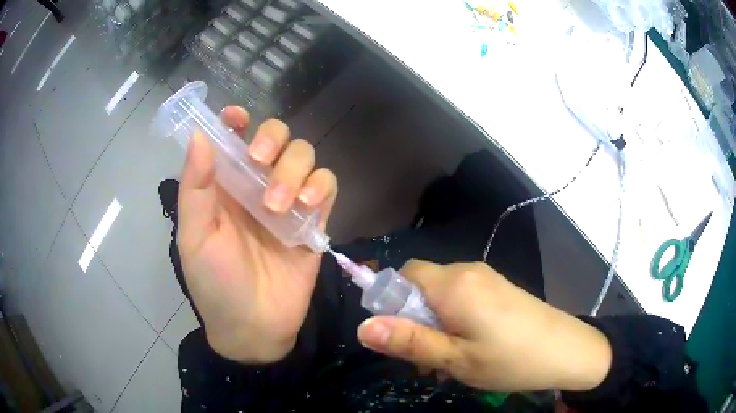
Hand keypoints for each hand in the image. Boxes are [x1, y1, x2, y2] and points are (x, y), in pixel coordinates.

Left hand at [177, 107, 336, 362]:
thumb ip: (195, 188)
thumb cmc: (215, 284)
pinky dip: (321, 185)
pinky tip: (308, 204)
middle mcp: (256, 185)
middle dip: (272, 140)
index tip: (238, 119)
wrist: (255, 327)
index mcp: (224, 186)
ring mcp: (288, 202)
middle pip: (276, 137)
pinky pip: (327, 186)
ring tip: (281, 204)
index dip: (236, 121)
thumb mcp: (195, 238)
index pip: (232, 138)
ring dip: (295, 169)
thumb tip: (199, 136)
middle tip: (260, 162)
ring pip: (304, 156)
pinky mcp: (314, 221)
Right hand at [357, 260, 612, 392]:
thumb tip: (362, 327)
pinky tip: (468, 349)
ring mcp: (486, 278)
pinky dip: (454, 320)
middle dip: (414, 319)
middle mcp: (468, 271)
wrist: (566, 351)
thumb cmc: (510, 359)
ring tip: (447, 361)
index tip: (399, 337)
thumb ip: (408, 341)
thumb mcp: (455, 359)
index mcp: (454, 284)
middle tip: (425, 358)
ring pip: (442, 295)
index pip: (404, 275)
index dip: (391, 302)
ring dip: (434, 324)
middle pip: (422, 286)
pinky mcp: (498, 288)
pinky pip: (462, 298)